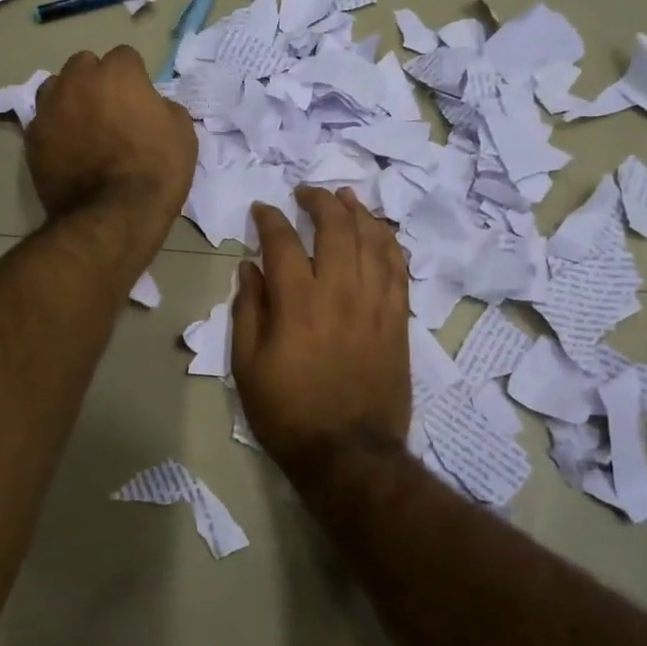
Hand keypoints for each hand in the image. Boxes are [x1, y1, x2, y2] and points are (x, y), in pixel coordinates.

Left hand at [27, 46, 195, 256]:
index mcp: (117, 73)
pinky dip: (54, 129)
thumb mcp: (183, 134)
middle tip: (111, 111)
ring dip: (70, 98)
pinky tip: (67, 150)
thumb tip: (151, 106)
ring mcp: (50, 108)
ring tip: (83, 126)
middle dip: (96, 81)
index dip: (135, 78)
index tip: (140, 101)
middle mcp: (78, 80)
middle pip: (84, 65)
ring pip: (56, 87)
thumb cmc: (157, 171)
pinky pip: (43, 121)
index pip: (125, 57)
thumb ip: (164, 107)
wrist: (113, 216)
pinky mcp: (32, 138)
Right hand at [231, 187, 411, 487]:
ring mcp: (375, 304)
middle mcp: (340, 293)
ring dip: (358, 212)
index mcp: (297, 304)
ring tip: (345, 198)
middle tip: (306, 192)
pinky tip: (379, 233)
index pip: (284, 242)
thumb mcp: (248, 366)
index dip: (271, 219)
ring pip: (373, 241)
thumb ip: (248, 310)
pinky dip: (388, 243)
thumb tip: (249, 268)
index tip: (263, 210)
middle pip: (336, 228)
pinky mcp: (398, 320)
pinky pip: (399, 269)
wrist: (348, 453)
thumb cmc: (288, 413)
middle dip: (320, 201)